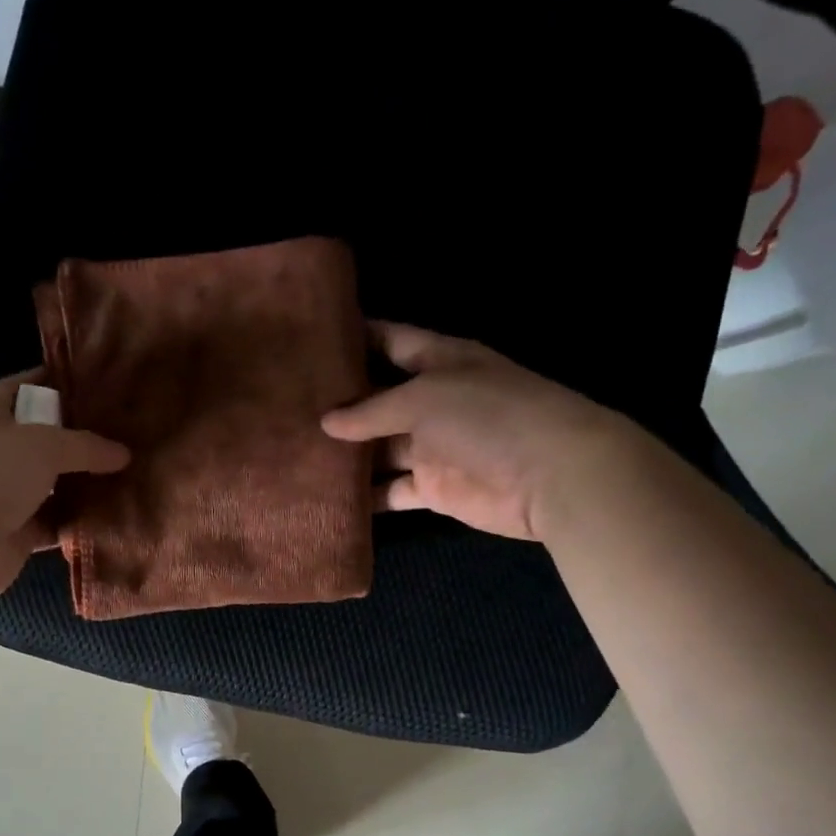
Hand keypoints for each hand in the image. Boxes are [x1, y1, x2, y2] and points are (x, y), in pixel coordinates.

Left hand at [0, 368, 129, 600]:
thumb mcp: (42, 446)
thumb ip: (85, 446)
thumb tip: (124, 454)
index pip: (24, 387)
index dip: (58, 382)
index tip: (100, 383)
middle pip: (45, 438)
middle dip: (82, 437)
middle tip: (128, 433)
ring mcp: (5, 495)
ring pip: (54, 484)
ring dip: (85, 483)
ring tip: (131, 473)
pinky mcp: (18, 533)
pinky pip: (57, 522)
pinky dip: (80, 521)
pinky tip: (115, 515)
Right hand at [321, 322, 629, 541]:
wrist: (551, 476)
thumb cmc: (489, 416)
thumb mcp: (424, 398)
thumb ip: (371, 410)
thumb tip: (326, 422)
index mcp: (438, 361)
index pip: (389, 340)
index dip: (354, 337)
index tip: (309, 340)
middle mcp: (432, 401)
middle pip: (376, 399)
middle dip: (338, 404)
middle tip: (285, 406)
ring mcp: (432, 447)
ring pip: (378, 449)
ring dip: (345, 455)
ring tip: (294, 454)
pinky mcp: (434, 489)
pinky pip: (391, 491)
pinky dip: (365, 497)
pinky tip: (326, 497)